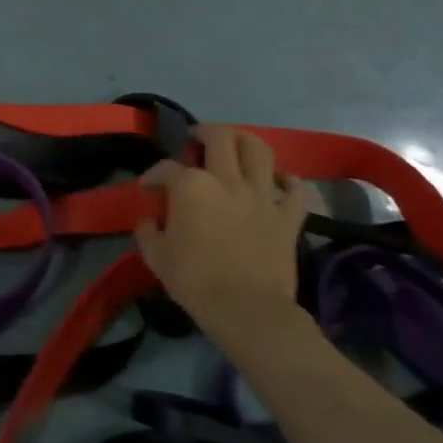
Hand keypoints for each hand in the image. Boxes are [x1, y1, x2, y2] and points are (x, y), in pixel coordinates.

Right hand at [136, 124, 311, 349]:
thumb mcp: (156, 256)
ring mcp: (262, 196)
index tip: (147, 188)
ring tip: (235, 147)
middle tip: (196, 139)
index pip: (166, 168)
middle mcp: (228, 180)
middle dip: (204, 132)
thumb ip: (147, 231)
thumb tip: (148, 219)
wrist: (247, 309)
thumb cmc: (195, 281)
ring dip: (245, 142)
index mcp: (191, 186)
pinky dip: (286, 181)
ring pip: (259, 150)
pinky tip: (277, 183)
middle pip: (220, 137)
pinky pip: (295, 188)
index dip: (153, 175)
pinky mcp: (288, 216)